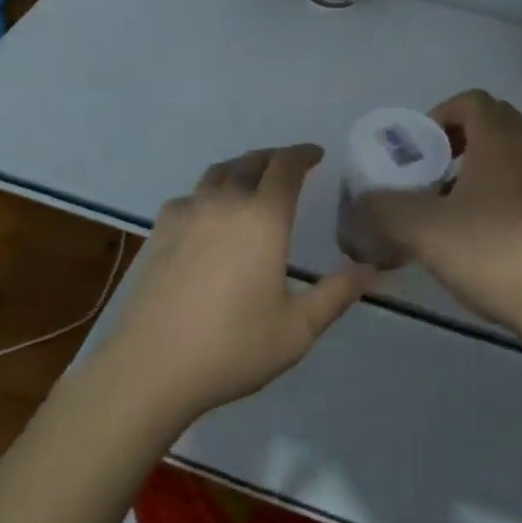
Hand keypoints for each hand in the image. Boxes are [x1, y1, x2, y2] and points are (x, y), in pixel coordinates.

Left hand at [105, 144, 373, 424]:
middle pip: (251, 161)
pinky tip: (208, 214)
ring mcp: (187, 214)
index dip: (303, 154)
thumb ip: (336, 294)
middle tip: (289, 166)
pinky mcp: (159, 231)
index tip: (316, 154)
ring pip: (218, 173)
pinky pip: (189, 196)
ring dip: (241, 168)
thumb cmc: (232, 348)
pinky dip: (208, 193)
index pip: (286, 166)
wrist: (151, 368)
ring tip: (251, 181)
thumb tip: (370, 269)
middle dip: (274, 158)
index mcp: (263, 218)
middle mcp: (225, 203)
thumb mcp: (297, 329)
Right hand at [363, 90, 521, 343]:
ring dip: (488, 169)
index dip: (440, 116)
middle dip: (461, 142)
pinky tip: (497, 237)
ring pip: (518, 155)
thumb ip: (385, 208)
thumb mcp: (423, 230)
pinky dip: (513, 194)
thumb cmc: (492, 251)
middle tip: (436, 177)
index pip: (470, 100)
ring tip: (463, 210)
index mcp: (502, 138)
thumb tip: (364, 200)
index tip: (422, 150)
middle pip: (495, 123)